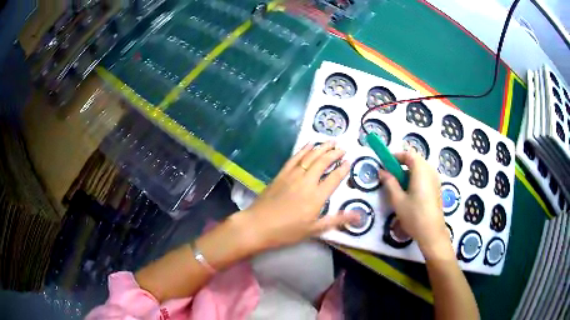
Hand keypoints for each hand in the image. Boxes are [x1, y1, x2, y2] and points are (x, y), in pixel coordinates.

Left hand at [238, 141, 358, 250]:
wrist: (258, 225)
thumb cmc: (287, 231)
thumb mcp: (314, 229)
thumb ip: (337, 220)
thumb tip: (359, 216)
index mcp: (317, 197)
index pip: (334, 178)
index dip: (343, 169)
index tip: (349, 161)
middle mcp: (307, 182)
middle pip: (323, 162)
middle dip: (334, 153)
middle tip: (343, 148)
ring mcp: (293, 176)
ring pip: (310, 157)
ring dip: (322, 147)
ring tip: (331, 141)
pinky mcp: (281, 174)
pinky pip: (295, 158)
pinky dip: (303, 149)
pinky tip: (309, 144)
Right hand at [379, 151, 451, 258]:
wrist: (432, 232)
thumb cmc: (414, 215)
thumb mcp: (398, 200)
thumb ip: (390, 183)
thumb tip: (382, 171)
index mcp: (421, 170)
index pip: (409, 154)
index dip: (396, 156)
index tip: (385, 163)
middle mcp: (430, 171)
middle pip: (416, 160)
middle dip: (402, 164)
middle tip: (390, 175)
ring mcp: (436, 179)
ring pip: (421, 168)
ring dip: (409, 171)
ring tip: (399, 185)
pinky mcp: (437, 188)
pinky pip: (425, 176)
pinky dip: (416, 178)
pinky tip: (410, 192)